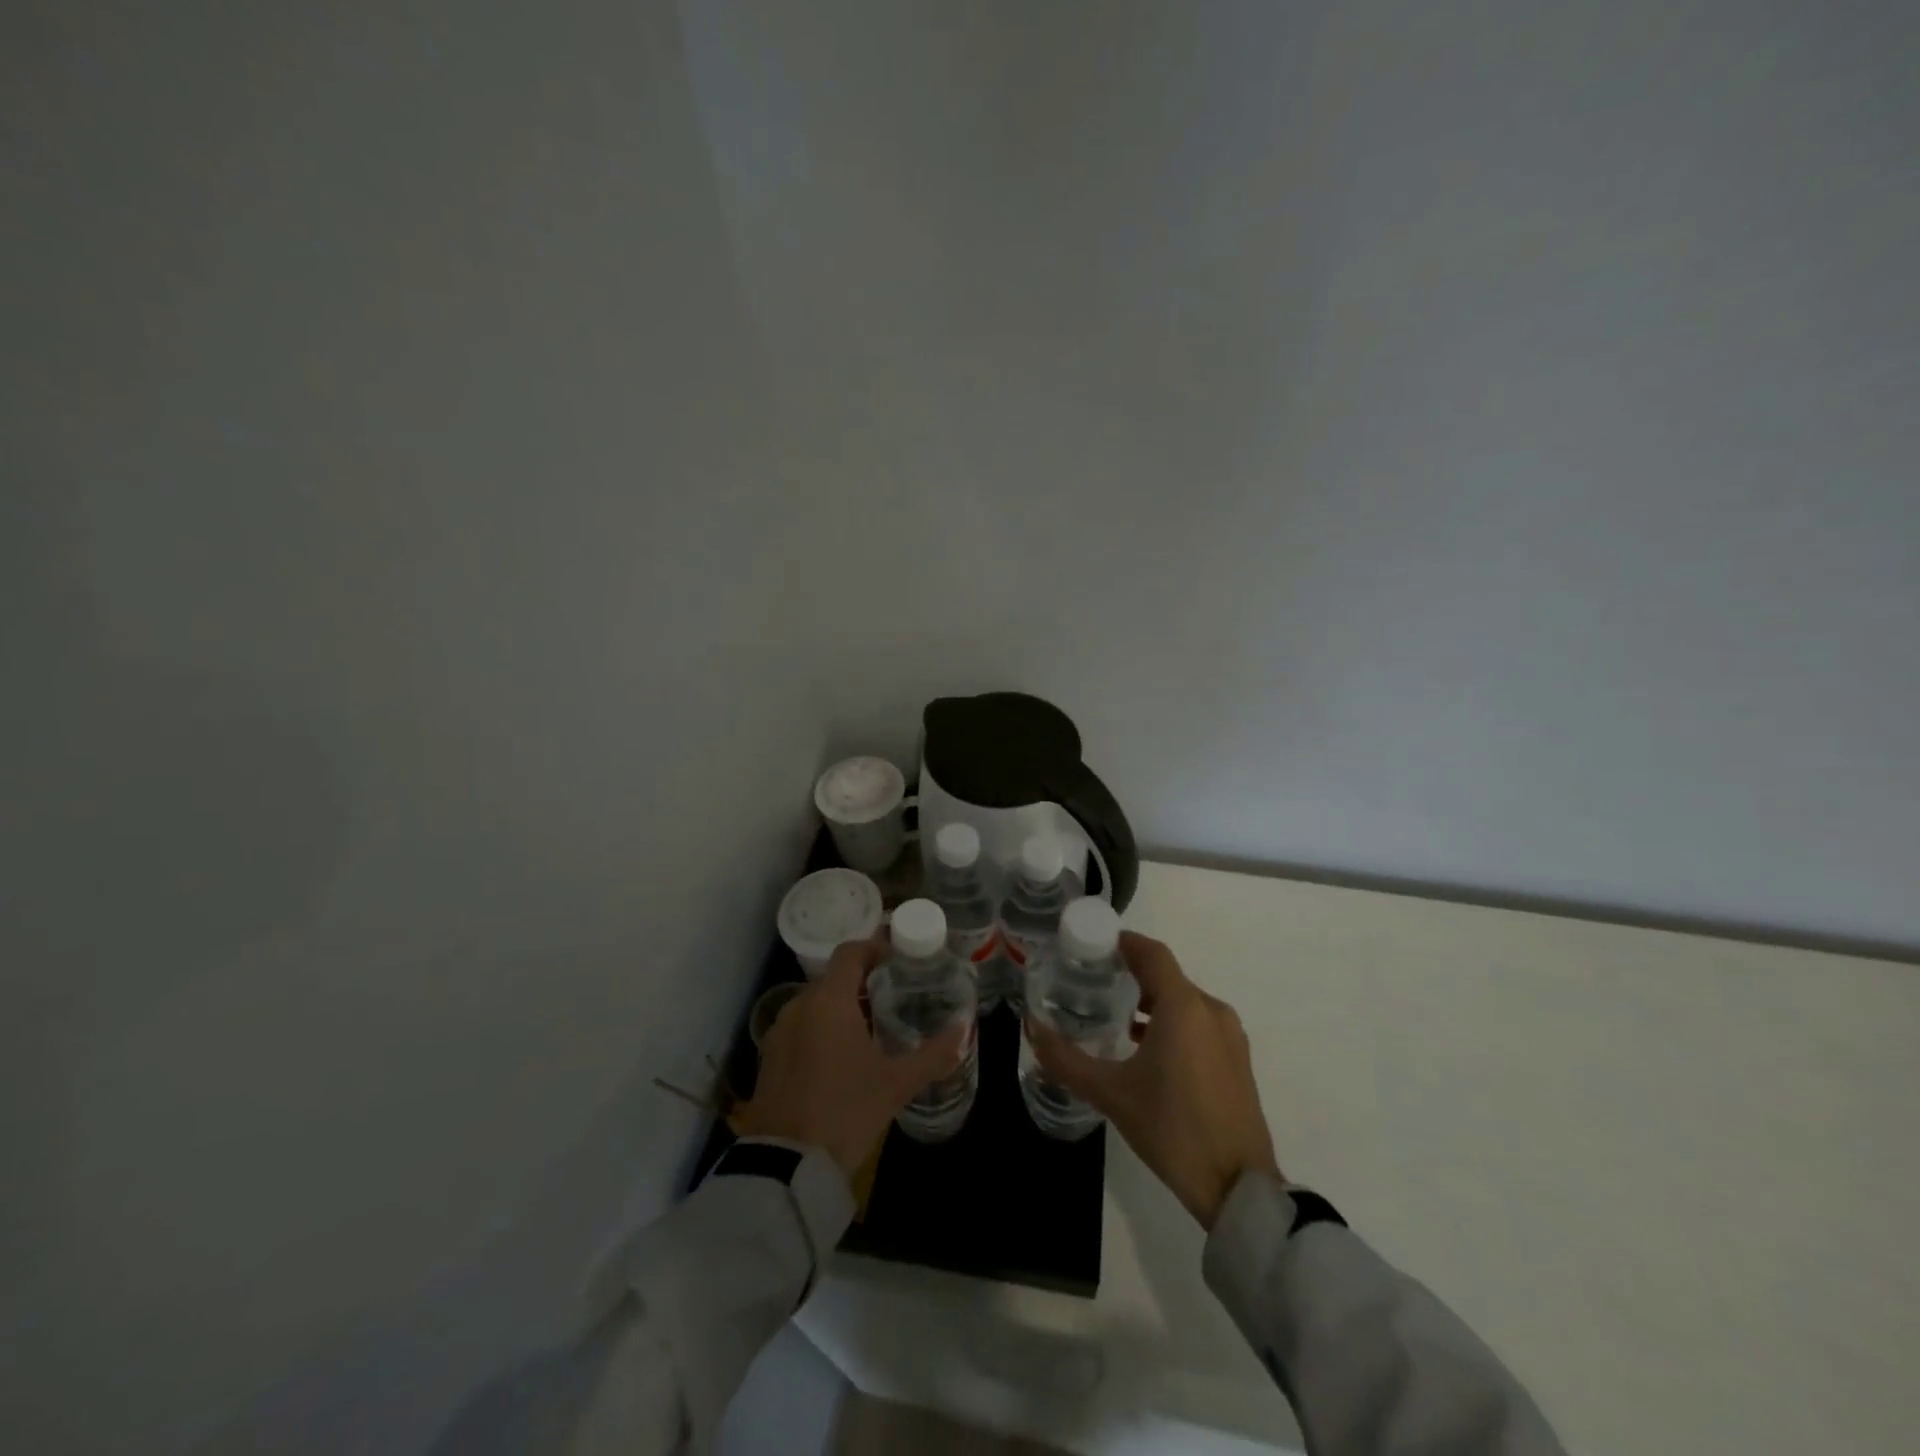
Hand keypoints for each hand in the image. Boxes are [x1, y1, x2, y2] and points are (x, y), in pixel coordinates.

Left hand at [733, 938, 965, 1176]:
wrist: (785, 1165)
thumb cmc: (846, 1111)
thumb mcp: (896, 1084)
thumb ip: (933, 1054)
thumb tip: (963, 1031)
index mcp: (830, 1001)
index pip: (851, 952)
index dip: (875, 948)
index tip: (898, 960)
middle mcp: (800, 1005)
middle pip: (834, 977)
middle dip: (862, 982)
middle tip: (892, 997)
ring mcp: (779, 1031)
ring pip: (815, 1003)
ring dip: (841, 1007)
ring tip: (870, 1028)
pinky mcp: (768, 1058)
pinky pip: (800, 1027)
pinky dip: (821, 1029)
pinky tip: (840, 1057)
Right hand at [1027, 931, 1279, 1227]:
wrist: (1238, 1188)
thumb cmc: (1172, 1129)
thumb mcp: (1111, 1093)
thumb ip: (1066, 1059)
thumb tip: (1032, 1028)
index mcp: (1183, 1007)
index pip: (1152, 953)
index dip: (1123, 942)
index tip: (1093, 946)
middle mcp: (1211, 1010)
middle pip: (1167, 975)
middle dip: (1132, 973)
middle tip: (1094, 981)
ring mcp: (1230, 1036)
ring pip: (1185, 1001)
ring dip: (1152, 1000)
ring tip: (1116, 1017)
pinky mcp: (1237, 1060)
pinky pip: (1199, 1023)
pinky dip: (1172, 1022)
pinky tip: (1147, 1049)